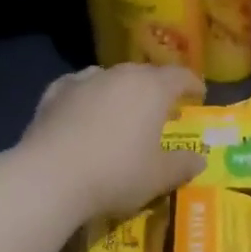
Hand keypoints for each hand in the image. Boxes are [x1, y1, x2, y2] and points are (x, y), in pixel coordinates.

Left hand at [21, 63, 206, 219]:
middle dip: (157, 88)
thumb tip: (199, 158)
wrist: (50, 176)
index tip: (199, 94)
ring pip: (110, 77)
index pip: (179, 76)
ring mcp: (83, 81)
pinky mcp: (54, 94)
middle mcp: (119, 75)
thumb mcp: (159, 177)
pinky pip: (78, 87)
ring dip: (121, 90)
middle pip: (145, 74)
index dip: (192, 84)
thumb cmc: (116, 174)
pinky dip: (87, 95)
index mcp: (152, 89)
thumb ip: (183, 165)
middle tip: (162, 108)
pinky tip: (83, 108)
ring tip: (123, 109)